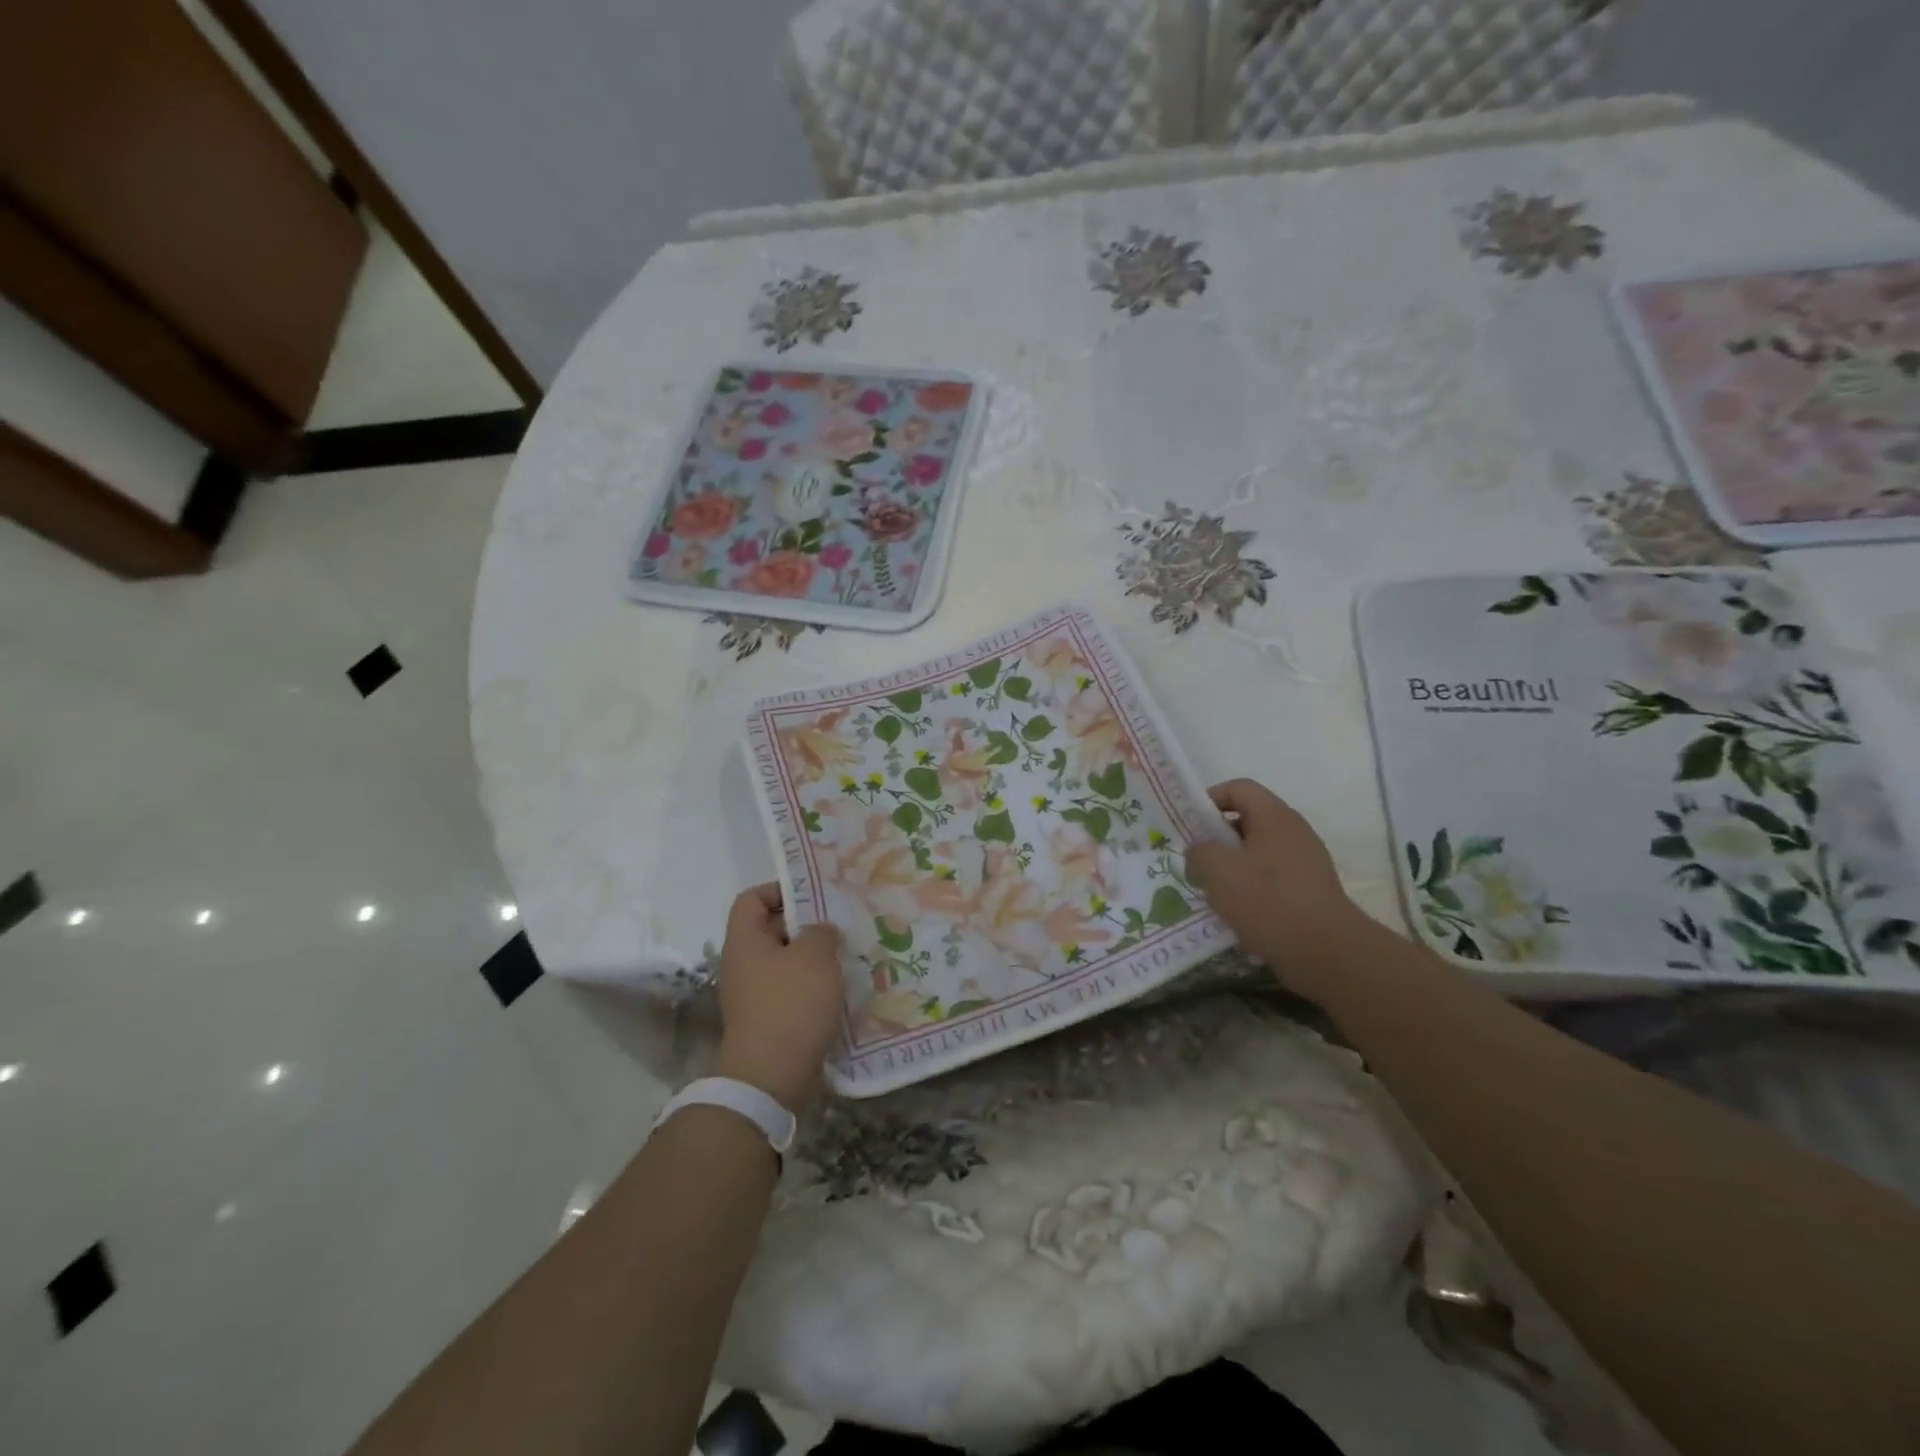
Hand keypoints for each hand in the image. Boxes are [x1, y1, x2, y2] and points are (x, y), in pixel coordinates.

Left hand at [714, 884, 845, 1111]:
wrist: (772, 1076)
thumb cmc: (790, 1004)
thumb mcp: (814, 956)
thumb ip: (821, 932)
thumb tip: (822, 931)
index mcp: (745, 941)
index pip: (752, 898)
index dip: (780, 890)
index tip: (814, 896)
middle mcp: (743, 964)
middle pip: (771, 929)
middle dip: (806, 925)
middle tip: (839, 924)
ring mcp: (754, 994)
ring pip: (785, 961)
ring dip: (813, 957)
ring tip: (845, 954)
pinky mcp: (769, 1019)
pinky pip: (791, 989)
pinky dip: (813, 985)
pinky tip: (840, 987)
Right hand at [1186, 779, 1365, 978]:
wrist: (1326, 952)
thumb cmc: (1267, 900)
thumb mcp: (1217, 870)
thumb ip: (1199, 851)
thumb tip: (1200, 850)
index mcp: (1275, 816)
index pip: (1239, 788)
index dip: (1210, 799)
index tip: (1189, 824)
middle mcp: (1294, 832)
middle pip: (1249, 820)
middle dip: (1218, 837)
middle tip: (1196, 859)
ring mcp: (1306, 862)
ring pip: (1259, 852)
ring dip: (1233, 865)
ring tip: (1212, 888)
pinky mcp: (1311, 891)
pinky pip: (1272, 878)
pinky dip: (1251, 888)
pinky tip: (1237, 911)